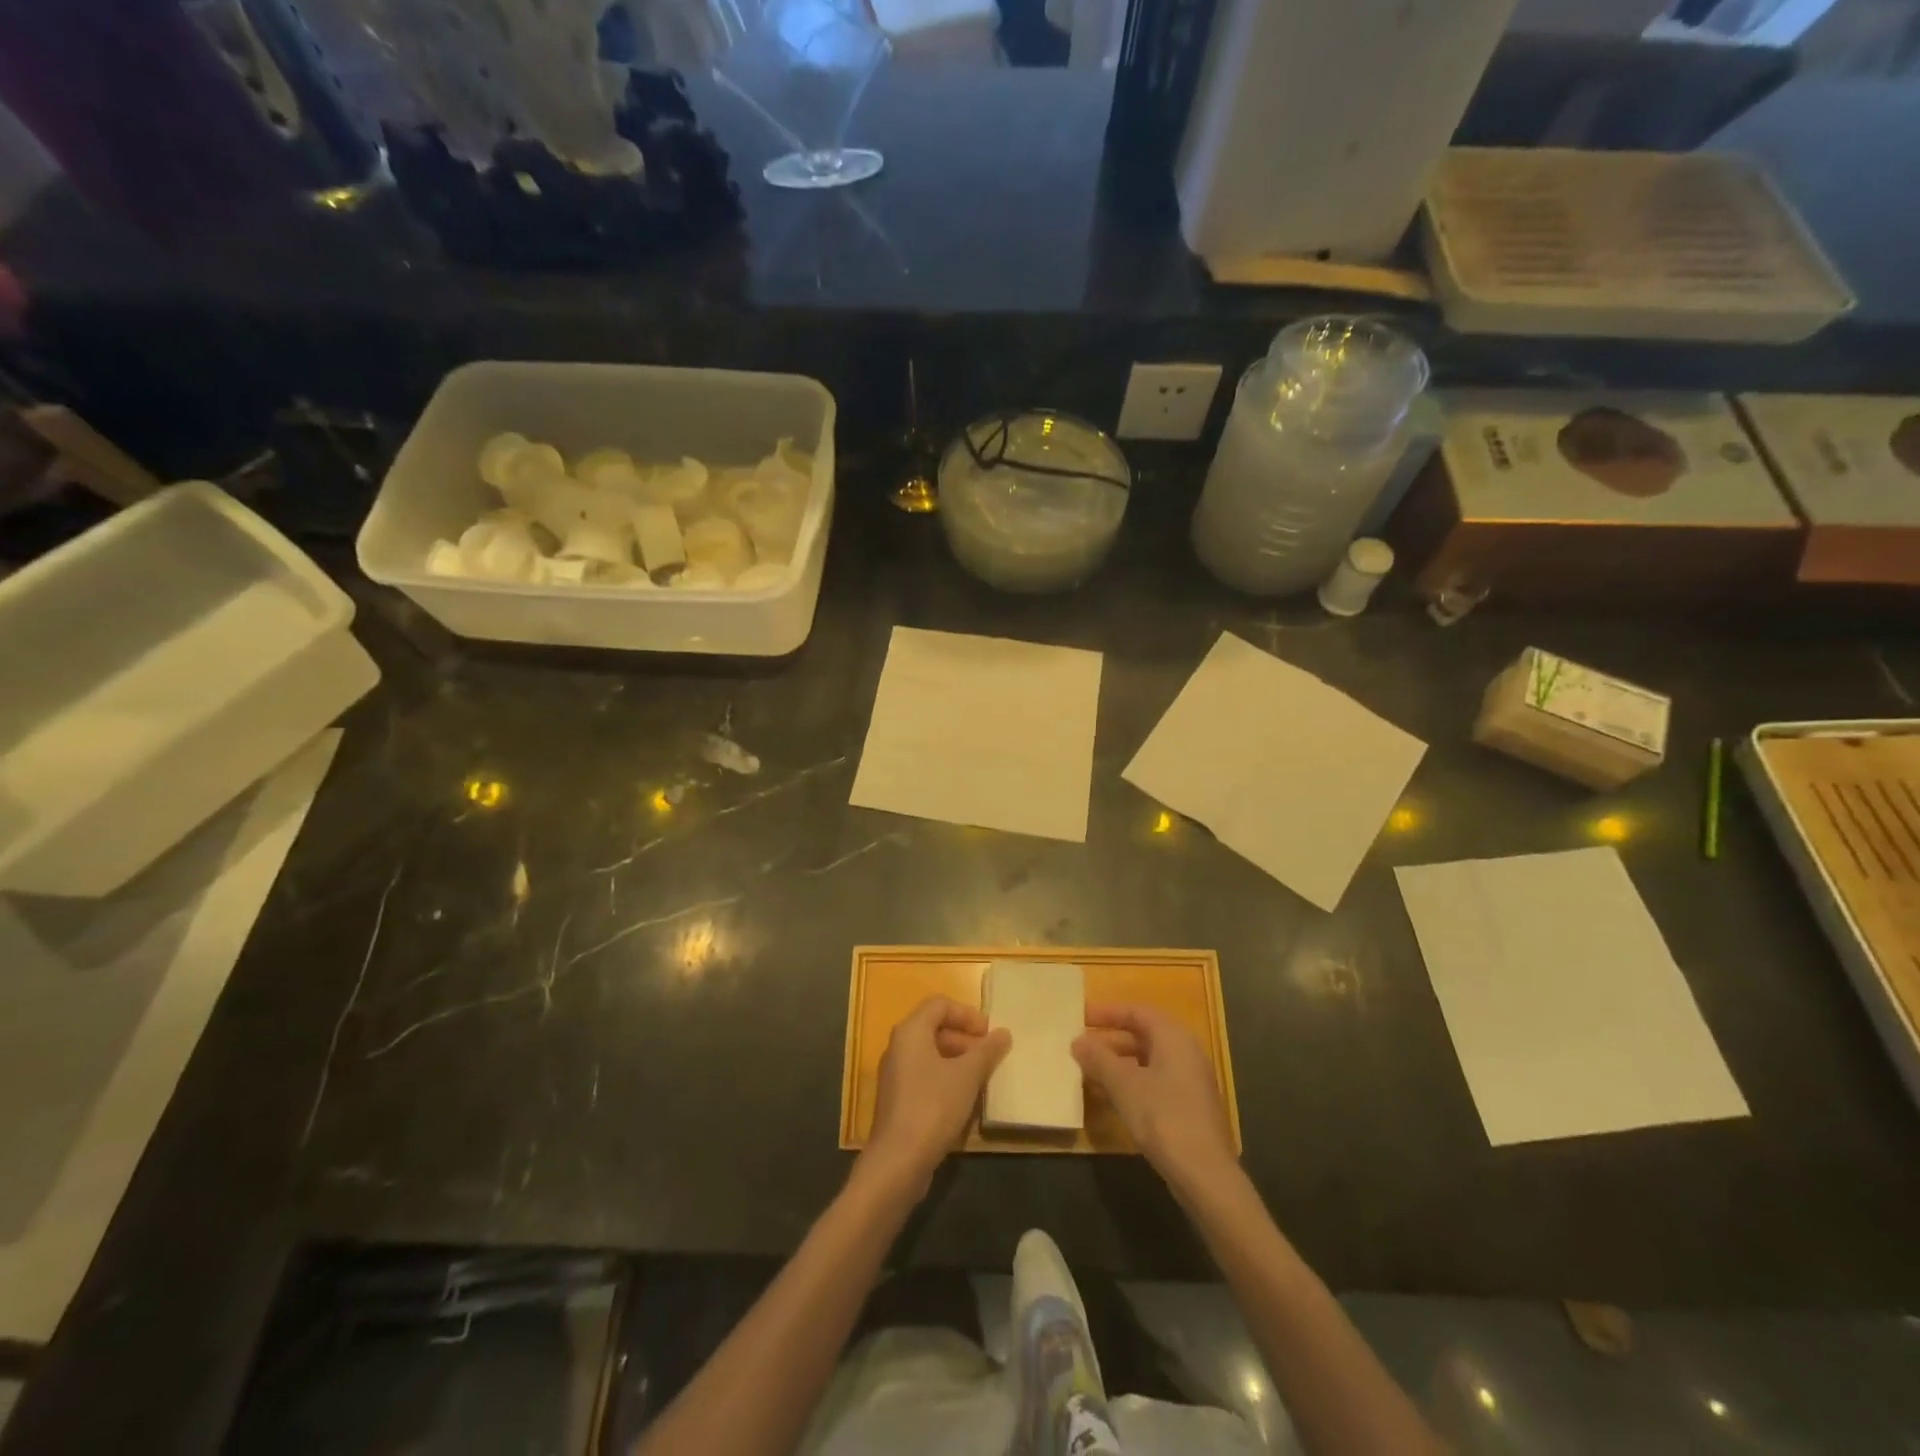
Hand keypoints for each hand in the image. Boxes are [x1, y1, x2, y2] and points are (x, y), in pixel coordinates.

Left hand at [863, 996, 1010, 1197]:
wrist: (898, 1160)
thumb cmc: (934, 1106)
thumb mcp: (967, 1075)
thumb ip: (986, 1051)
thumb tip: (1003, 1033)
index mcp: (911, 1031)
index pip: (940, 1004)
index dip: (967, 1014)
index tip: (989, 1033)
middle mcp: (898, 1046)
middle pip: (934, 1028)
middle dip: (965, 1039)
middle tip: (988, 1056)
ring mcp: (895, 1074)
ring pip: (930, 1054)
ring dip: (957, 1061)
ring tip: (981, 1079)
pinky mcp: (897, 1100)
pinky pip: (924, 1076)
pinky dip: (945, 1079)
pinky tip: (964, 1100)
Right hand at [1074, 1003, 1236, 1197]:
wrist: (1205, 1174)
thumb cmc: (1163, 1117)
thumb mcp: (1124, 1085)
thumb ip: (1099, 1059)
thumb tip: (1078, 1041)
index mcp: (1173, 1036)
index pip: (1136, 1011)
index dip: (1107, 1012)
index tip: (1080, 1017)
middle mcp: (1185, 1051)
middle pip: (1142, 1035)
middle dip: (1110, 1040)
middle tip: (1080, 1047)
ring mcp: (1190, 1080)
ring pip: (1147, 1061)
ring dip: (1118, 1064)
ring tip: (1088, 1072)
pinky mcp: (1189, 1106)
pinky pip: (1154, 1081)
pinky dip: (1131, 1083)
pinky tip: (1110, 1098)